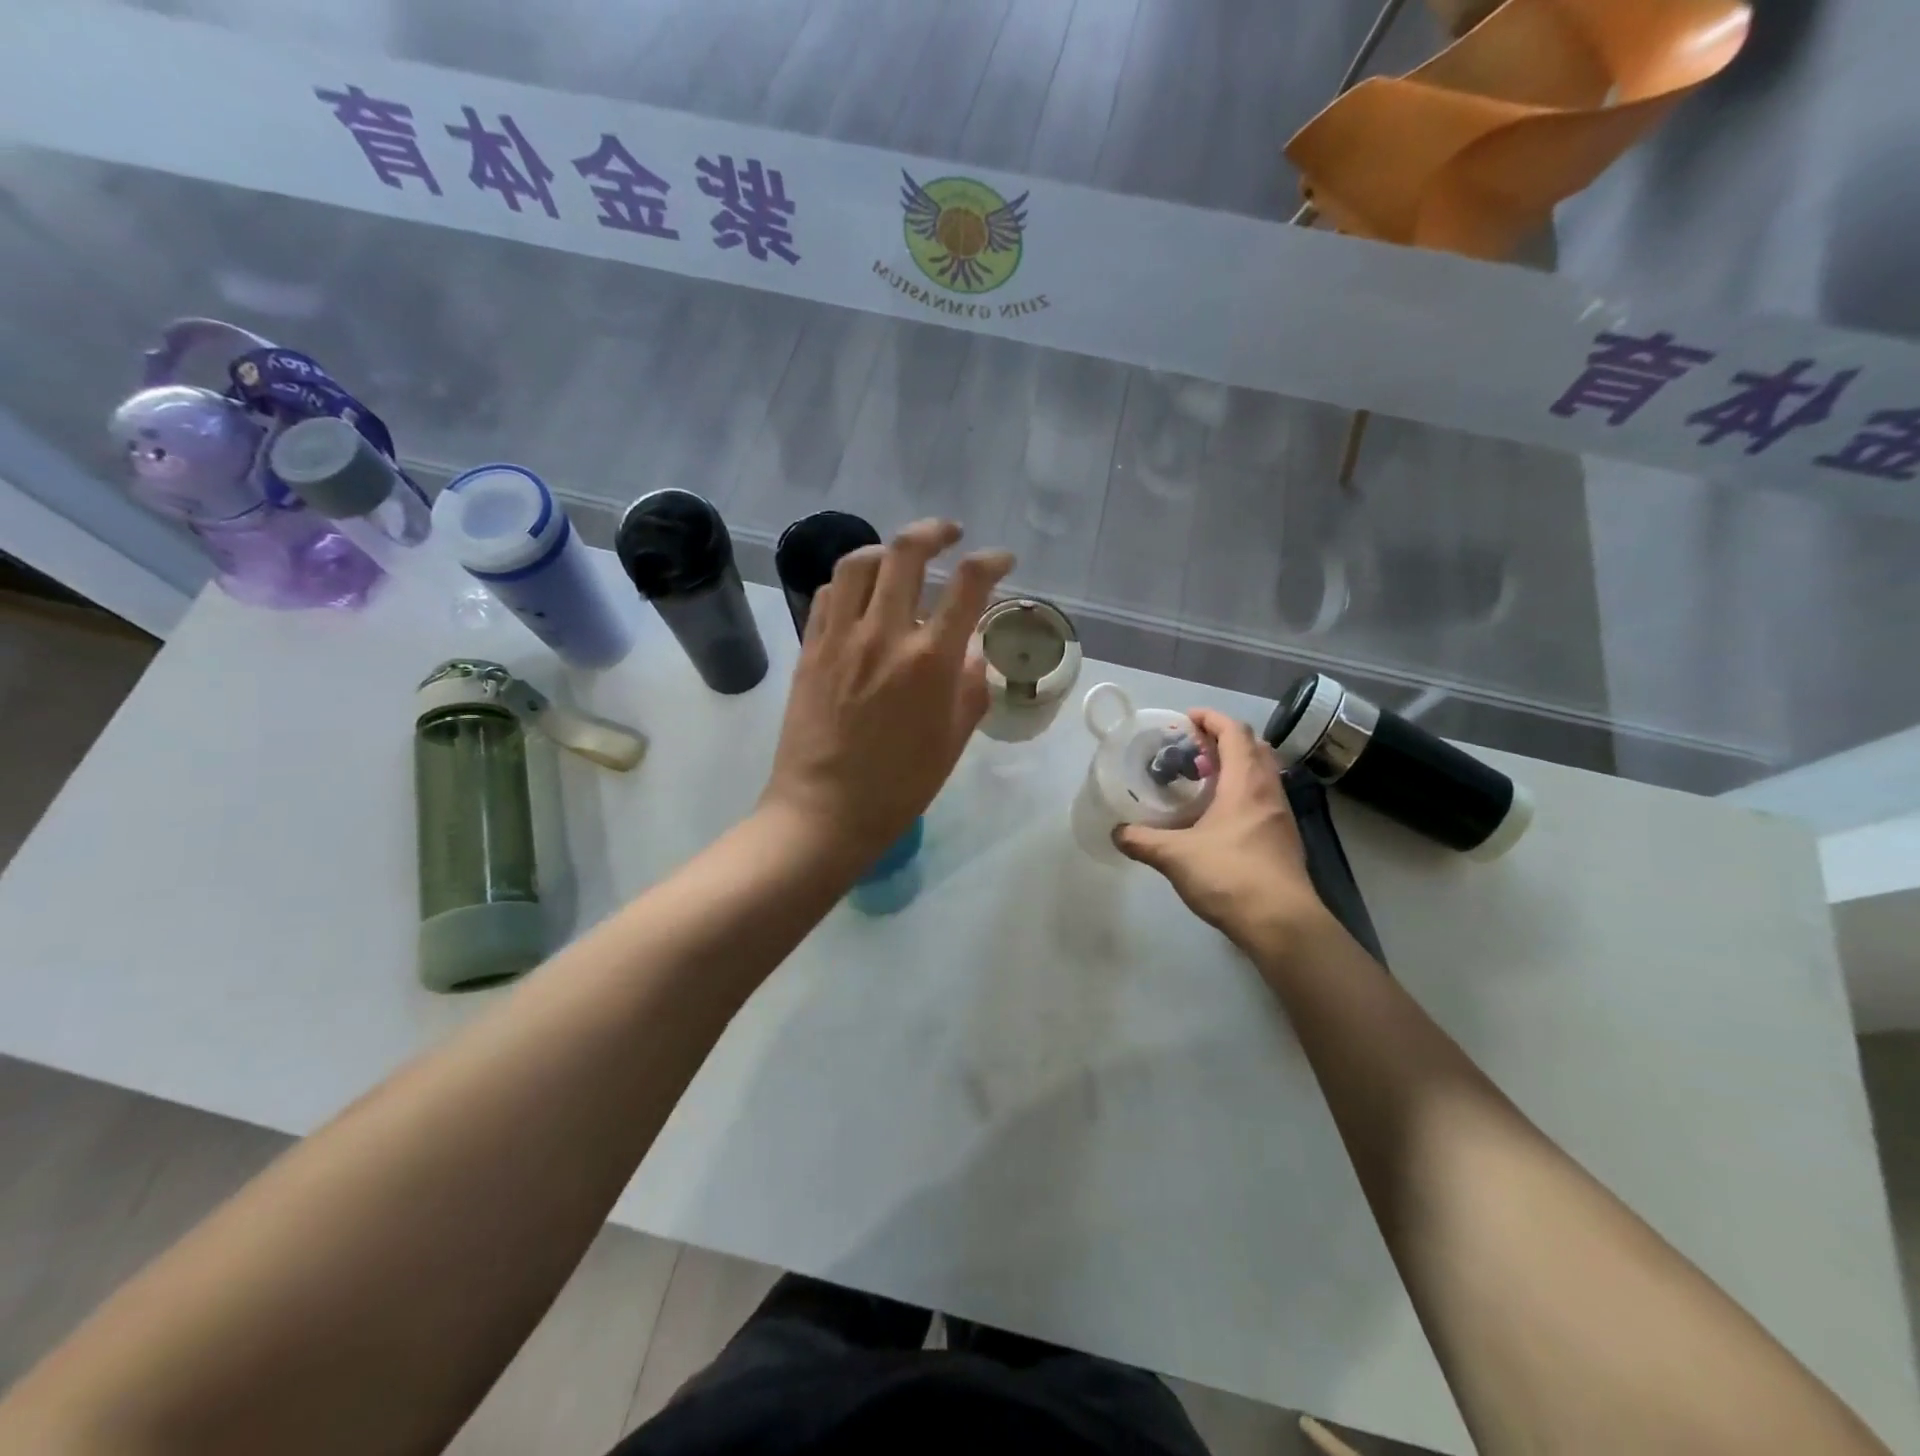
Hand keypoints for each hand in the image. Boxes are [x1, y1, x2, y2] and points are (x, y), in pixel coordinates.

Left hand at [762, 519, 1013, 864]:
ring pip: (858, 563)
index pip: (967, 585)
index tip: (1001, 559)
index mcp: (929, 661)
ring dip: (886, 549)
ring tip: (900, 558)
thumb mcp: (953, 741)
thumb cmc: (899, 786)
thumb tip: (974, 652)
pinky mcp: (809, 649)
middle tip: (949, 534)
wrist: (824, 811)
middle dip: (934, 531)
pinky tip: (862, 596)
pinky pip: (828, 595)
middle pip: (906, 553)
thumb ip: (971, 688)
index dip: (991, 561)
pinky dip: (850, 582)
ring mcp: (840, 638)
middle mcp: (883, 635)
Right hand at [1113, 709, 1328, 954]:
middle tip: (1193, 749)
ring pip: (1262, 774)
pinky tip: (1219, 816)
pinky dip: (1242, 792)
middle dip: (1224, 740)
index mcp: (1246, 782)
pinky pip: (1263, 798)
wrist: (1281, 923)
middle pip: (1254, 748)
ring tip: (1203, 780)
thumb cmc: (1230, 876)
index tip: (1188, 718)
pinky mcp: (1284, 839)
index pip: (1235, 732)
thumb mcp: (1175, 856)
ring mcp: (1281, 816)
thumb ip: (1142, 841)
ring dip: (1235, 766)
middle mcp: (1269, 791)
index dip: (1212, 719)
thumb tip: (1116, 833)